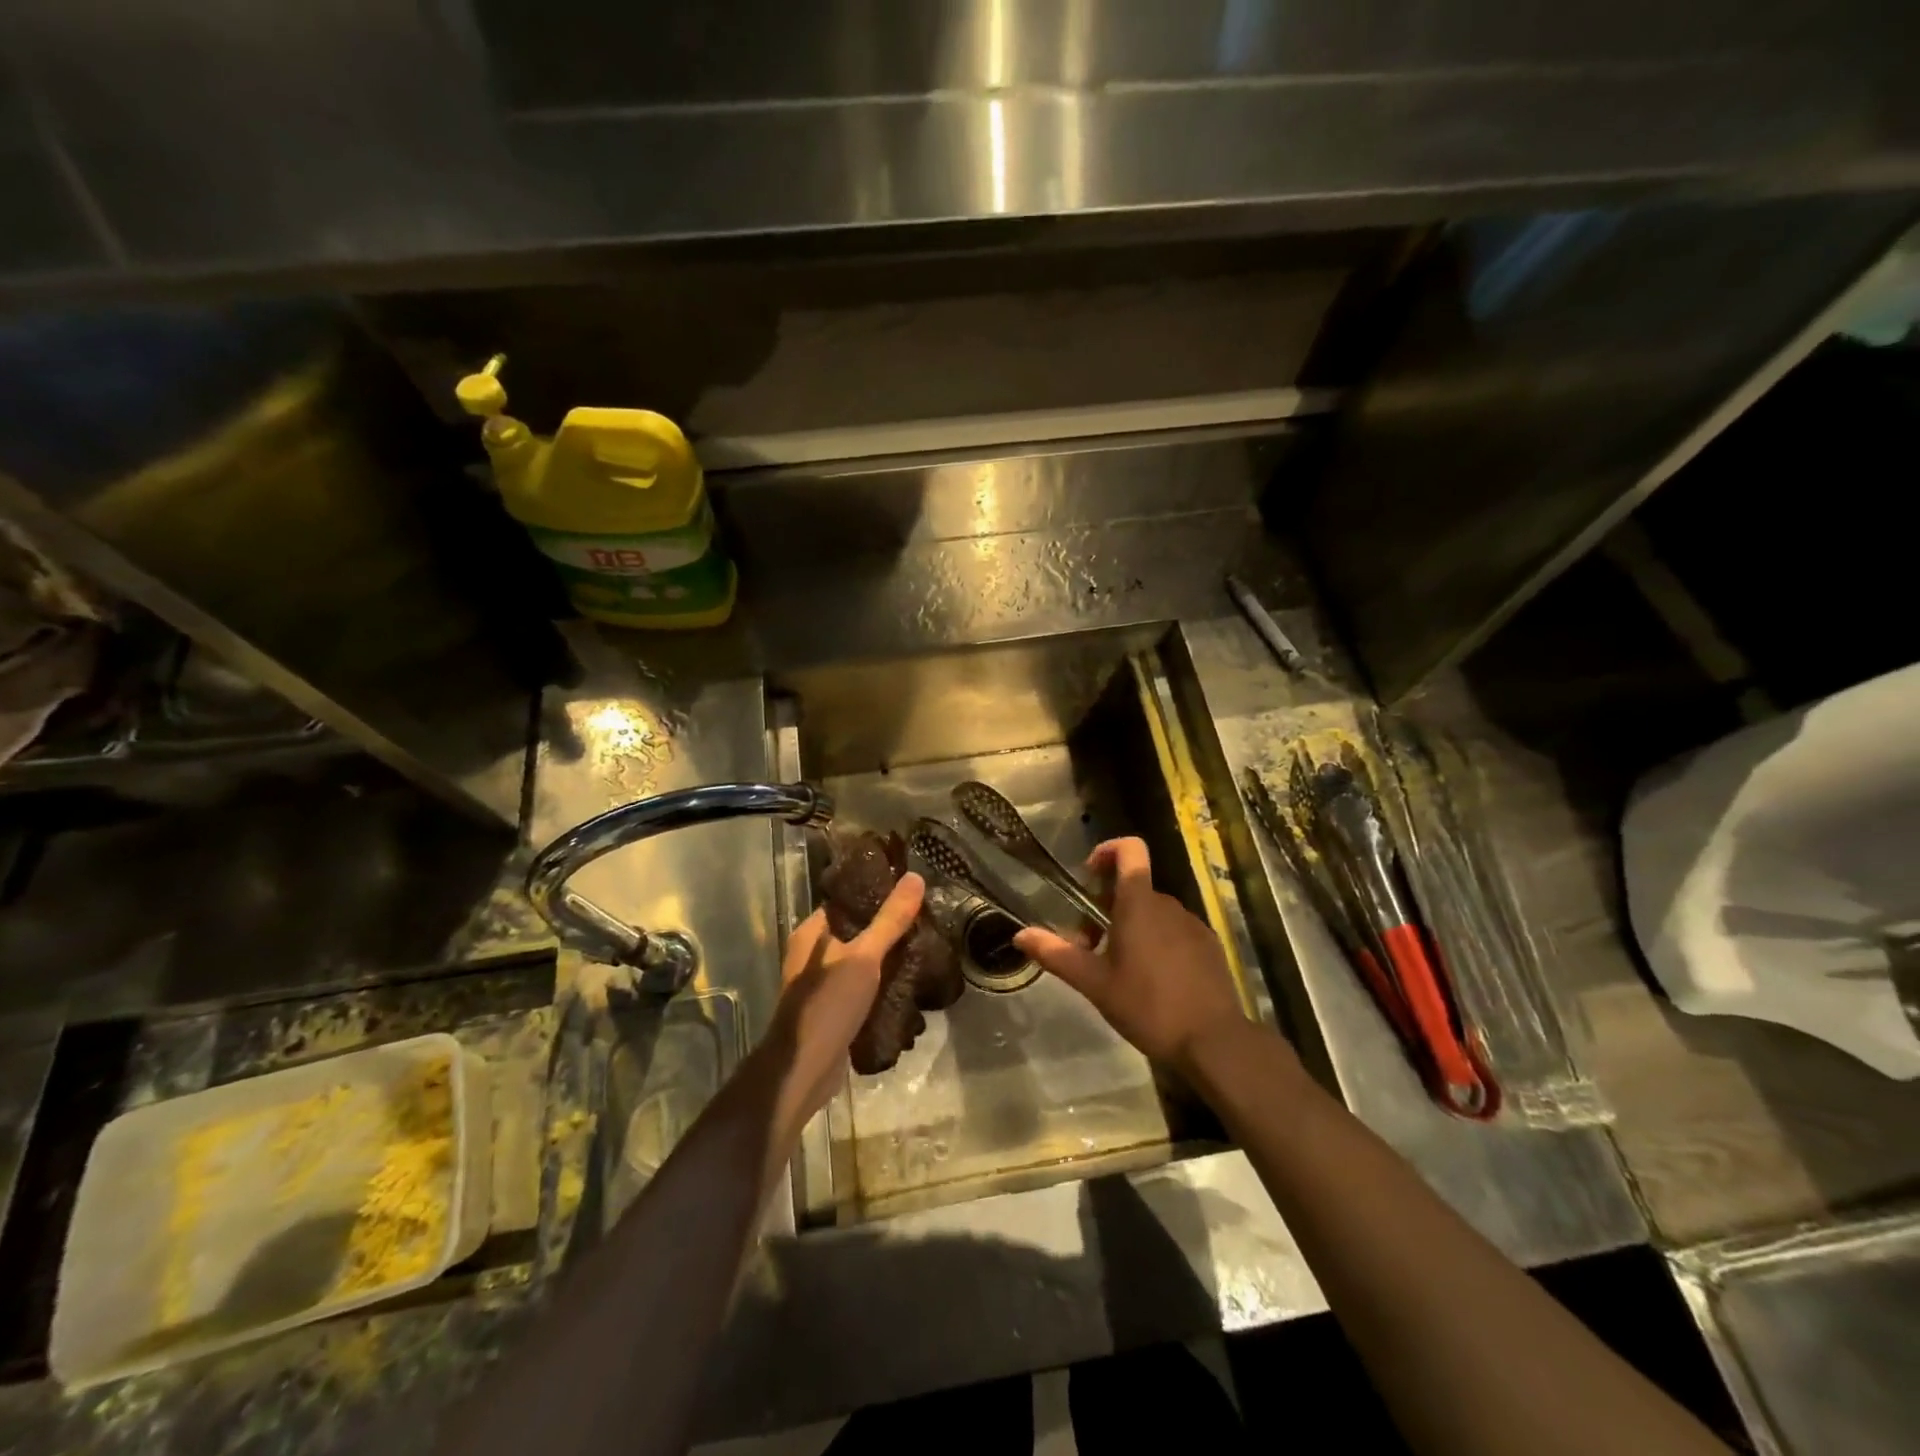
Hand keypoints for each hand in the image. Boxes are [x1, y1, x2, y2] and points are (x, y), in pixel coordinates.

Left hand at [763, 872, 924, 1135]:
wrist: (804, 1069)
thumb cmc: (828, 1004)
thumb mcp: (864, 957)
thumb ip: (890, 919)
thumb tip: (915, 877)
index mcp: (812, 932)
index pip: (847, 900)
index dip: (876, 893)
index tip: (910, 892)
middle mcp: (813, 953)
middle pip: (856, 930)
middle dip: (888, 928)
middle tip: (924, 921)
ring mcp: (823, 983)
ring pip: (861, 960)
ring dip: (887, 957)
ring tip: (923, 947)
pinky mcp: (834, 1008)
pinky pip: (862, 986)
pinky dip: (882, 983)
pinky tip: (909, 981)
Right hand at [1014, 838, 1245, 1074]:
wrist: (1214, 1041)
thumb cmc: (1148, 1006)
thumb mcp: (1095, 983)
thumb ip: (1056, 954)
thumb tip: (1020, 935)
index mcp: (1139, 903)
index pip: (1130, 849)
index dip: (1107, 851)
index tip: (1088, 877)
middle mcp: (1169, 904)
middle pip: (1133, 887)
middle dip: (1106, 907)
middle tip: (1090, 946)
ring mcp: (1193, 924)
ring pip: (1153, 911)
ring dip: (1131, 926)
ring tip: (1118, 968)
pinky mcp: (1209, 946)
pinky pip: (1175, 930)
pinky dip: (1157, 941)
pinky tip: (1151, 980)